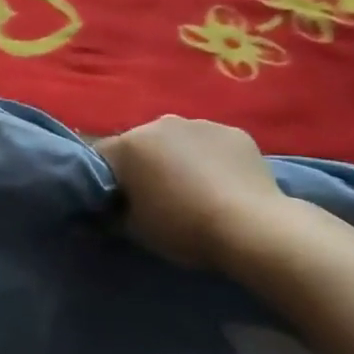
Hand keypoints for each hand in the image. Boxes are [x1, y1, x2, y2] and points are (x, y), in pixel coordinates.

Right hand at [96, 116, 291, 272]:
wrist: (252, 228)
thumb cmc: (183, 228)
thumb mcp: (135, 230)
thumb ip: (112, 215)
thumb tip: (101, 213)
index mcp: (129, 145)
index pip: (102, 157)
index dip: (106, 180)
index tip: (116, 202)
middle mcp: (160, 124)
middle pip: (141, 144)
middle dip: (144, 165)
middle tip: (156, 197)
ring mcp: (200, 124)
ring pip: (178, 140)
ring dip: (178, 158)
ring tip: (194, 190)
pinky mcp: (234, 132)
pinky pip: (211, 144)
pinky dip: (211, 159)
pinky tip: (223, 185)